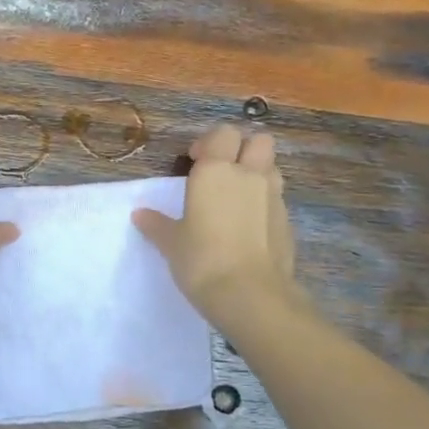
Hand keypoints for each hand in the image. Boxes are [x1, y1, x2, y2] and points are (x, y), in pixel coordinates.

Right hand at [133, 125, 301, 328]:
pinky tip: (249, 226)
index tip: (195, 161)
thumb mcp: (171, 243)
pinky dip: (266, 203)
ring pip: (272, 167)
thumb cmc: (202, 260)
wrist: (250, 294)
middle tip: (223, 171)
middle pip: (259, 141)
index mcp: (217, 171)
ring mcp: (274, 197)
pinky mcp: (287, 222)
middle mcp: (249, 175)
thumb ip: (157, 224)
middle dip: (243, 148)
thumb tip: (140, 214)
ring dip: (258, 172)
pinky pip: (277, 199)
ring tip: (238, 196)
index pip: (223, 134)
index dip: (210, 143)